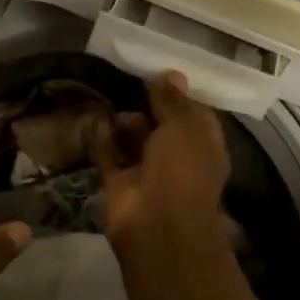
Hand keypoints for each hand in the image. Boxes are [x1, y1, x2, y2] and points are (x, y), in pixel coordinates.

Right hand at [98, 72, 230, 246]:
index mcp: (204, 148)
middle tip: (132, 82)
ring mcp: (148, 174)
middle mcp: (178, 161)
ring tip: (113, 98)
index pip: (196, 117)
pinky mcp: (120, 185)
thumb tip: (172, 74)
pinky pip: (110, 156)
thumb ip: (173, 100)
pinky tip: (95, 117)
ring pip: (135, 142)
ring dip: (125, 123)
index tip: (163, 75)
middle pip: (163, 128)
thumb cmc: (182, 170)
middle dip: (150, 107)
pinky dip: (103, 139)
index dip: (182, 97)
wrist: (157, 226)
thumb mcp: (183, 127)